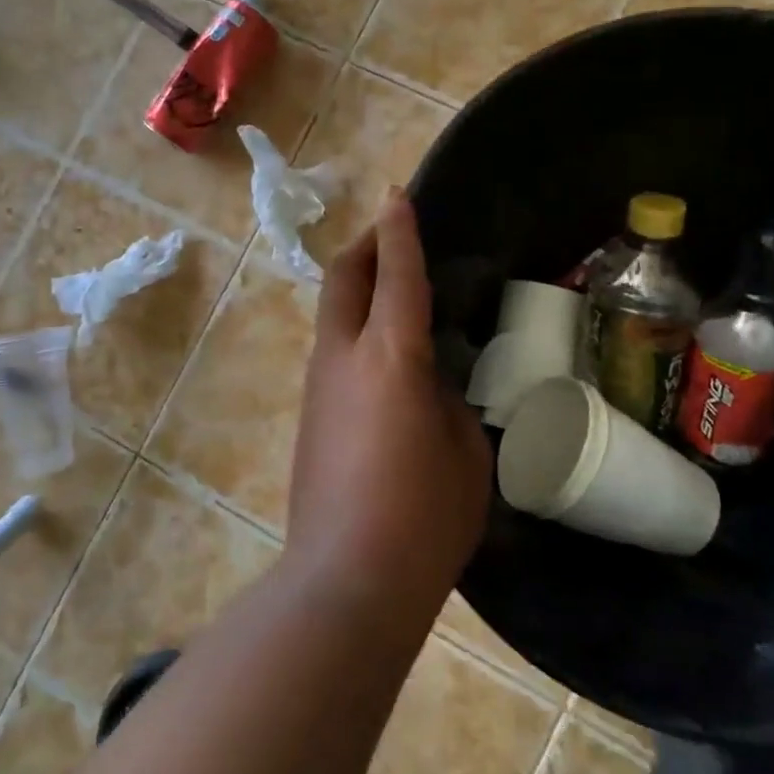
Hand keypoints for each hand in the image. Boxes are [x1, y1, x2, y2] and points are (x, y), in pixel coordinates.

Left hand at [286, 190, 490, 622]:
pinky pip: (332, 348)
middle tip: (391, 233)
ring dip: (357, 286)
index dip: (399, 231)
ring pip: (332, 312)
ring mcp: (318, 385)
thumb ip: (447, 403)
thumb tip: (427, 385)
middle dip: (365, 246)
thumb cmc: (423, 518)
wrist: (346, 579)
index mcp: (390, 358)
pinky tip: (382, 351)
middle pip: (342, 278)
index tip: (397, 195)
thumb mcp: (464, 454)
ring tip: (392, 288)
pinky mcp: (309, 414)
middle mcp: (344, 358)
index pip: (396, 276)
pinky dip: (354, 326)